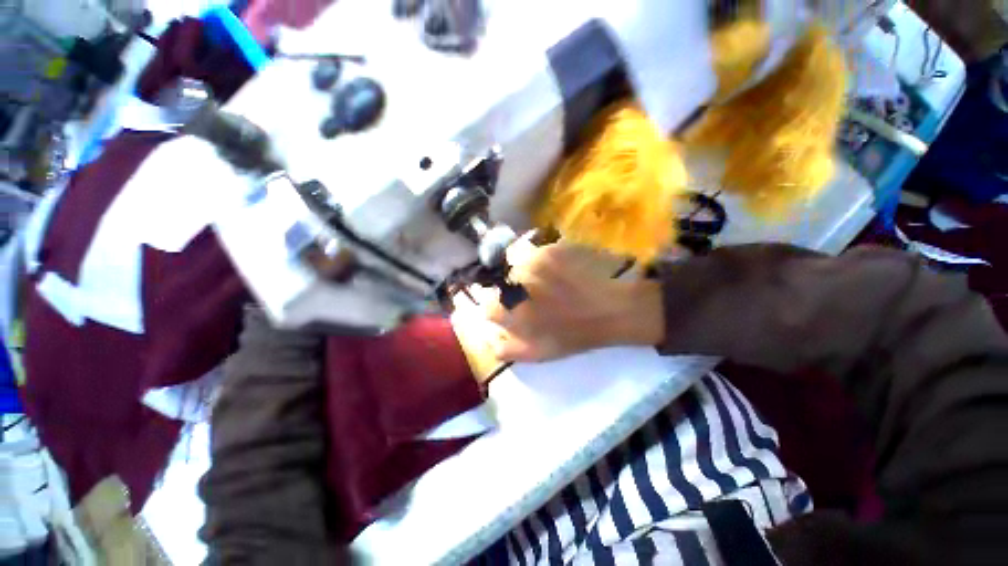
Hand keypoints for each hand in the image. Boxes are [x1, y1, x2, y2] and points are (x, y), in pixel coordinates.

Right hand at [463, 236, 664, 361]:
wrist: (609, 311)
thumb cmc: (573, 335)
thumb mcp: (537, 353)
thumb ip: (505, 349)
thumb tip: (488, 336)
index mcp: (510, 311)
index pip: (488, 306)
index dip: (498, 307)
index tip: (511, 309)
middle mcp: (515, 284)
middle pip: (500, 282)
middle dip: (511, 288)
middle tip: (532, 294)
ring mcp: (533, 263)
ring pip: (515, 263)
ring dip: (525, 271)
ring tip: (546, 281)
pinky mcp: (549, 250)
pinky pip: (535, 252)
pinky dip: (542, 261)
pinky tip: (558, 271)